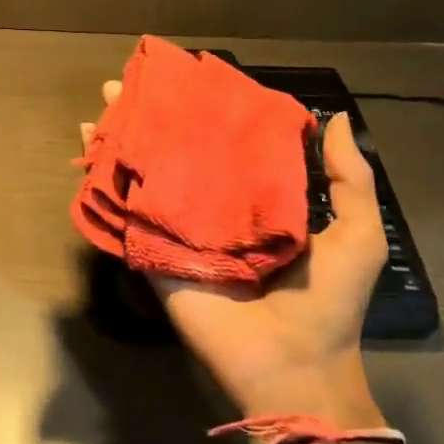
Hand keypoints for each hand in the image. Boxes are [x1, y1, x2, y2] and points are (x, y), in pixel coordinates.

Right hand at [82, 80, 387, 418]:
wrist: (293, 366)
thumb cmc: (328, 299)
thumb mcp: (356, 233)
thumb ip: (348, 178)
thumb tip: (334, 117)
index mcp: (251, 201)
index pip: (220, 145)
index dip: (201, 112)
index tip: (181, 77)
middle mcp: (207, 209)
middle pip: (172, 153)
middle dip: (148, 117)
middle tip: (126, 82)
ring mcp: (174, 230)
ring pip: (141, 175)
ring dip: (119, 139)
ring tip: (102, 102)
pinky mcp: (150, 252)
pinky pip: (122, 212)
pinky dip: (102, 182)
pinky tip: (87, 149)